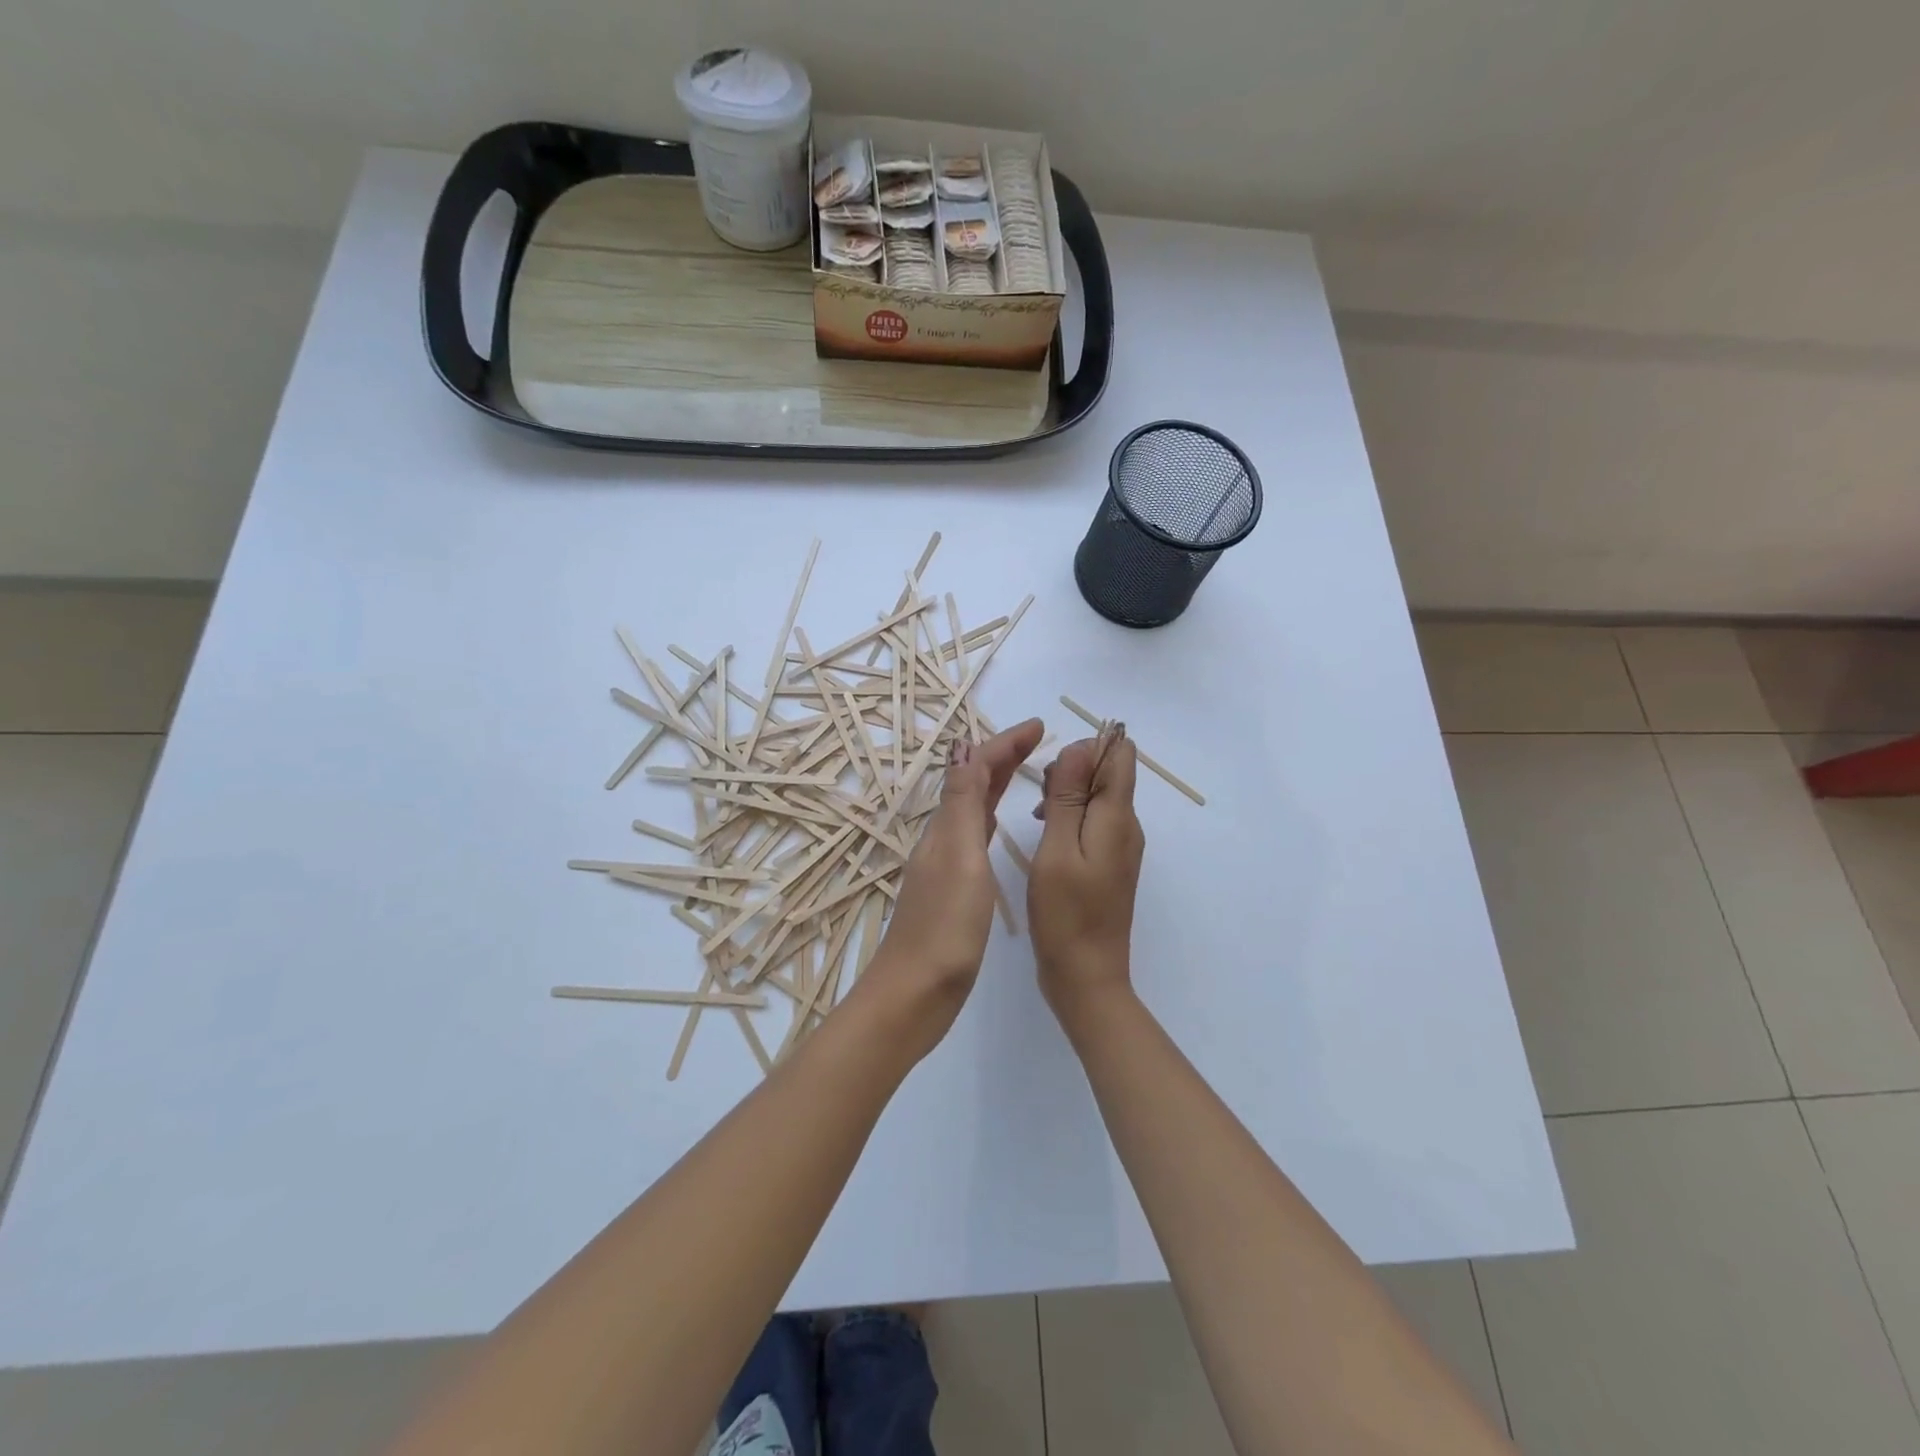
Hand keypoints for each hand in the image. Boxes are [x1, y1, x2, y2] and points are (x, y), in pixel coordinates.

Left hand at [860, 719, 1044, 1047]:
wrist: (916, 993)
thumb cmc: (944, 928)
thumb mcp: (959, 858)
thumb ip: (962, 805)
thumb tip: (963, 746)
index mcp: (945, 828)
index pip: (974, 769)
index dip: (1004, 744)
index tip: (1038, 726)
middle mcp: (942, 839)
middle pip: (972, 784)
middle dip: (1002, 757)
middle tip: (1038, 740)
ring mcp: (945, 865)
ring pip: (972, 808)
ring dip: (996, 783)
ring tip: (1026, 771)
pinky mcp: (953, 890)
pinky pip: (973, 836)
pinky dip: (990, 816)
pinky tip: (997, 826)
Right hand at [1028, 728, 1144, 1030]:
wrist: (1086, 976)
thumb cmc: (1066, 914)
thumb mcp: (1057, 850)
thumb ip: (1069, 797)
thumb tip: (1082, 746)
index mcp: (1118, 817)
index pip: (1120, 754)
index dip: (1087, 748)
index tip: (1054, 773)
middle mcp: (1127, 826)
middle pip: (1108, 772)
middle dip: (1073, 771)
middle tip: (1040, 801)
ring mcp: (1120, 846)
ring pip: (1098, 796)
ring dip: (1068, 795)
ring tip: (1037, 818)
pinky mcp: (1109, 862)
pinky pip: (1094, 821)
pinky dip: (1070, 817)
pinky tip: (1046, 836)